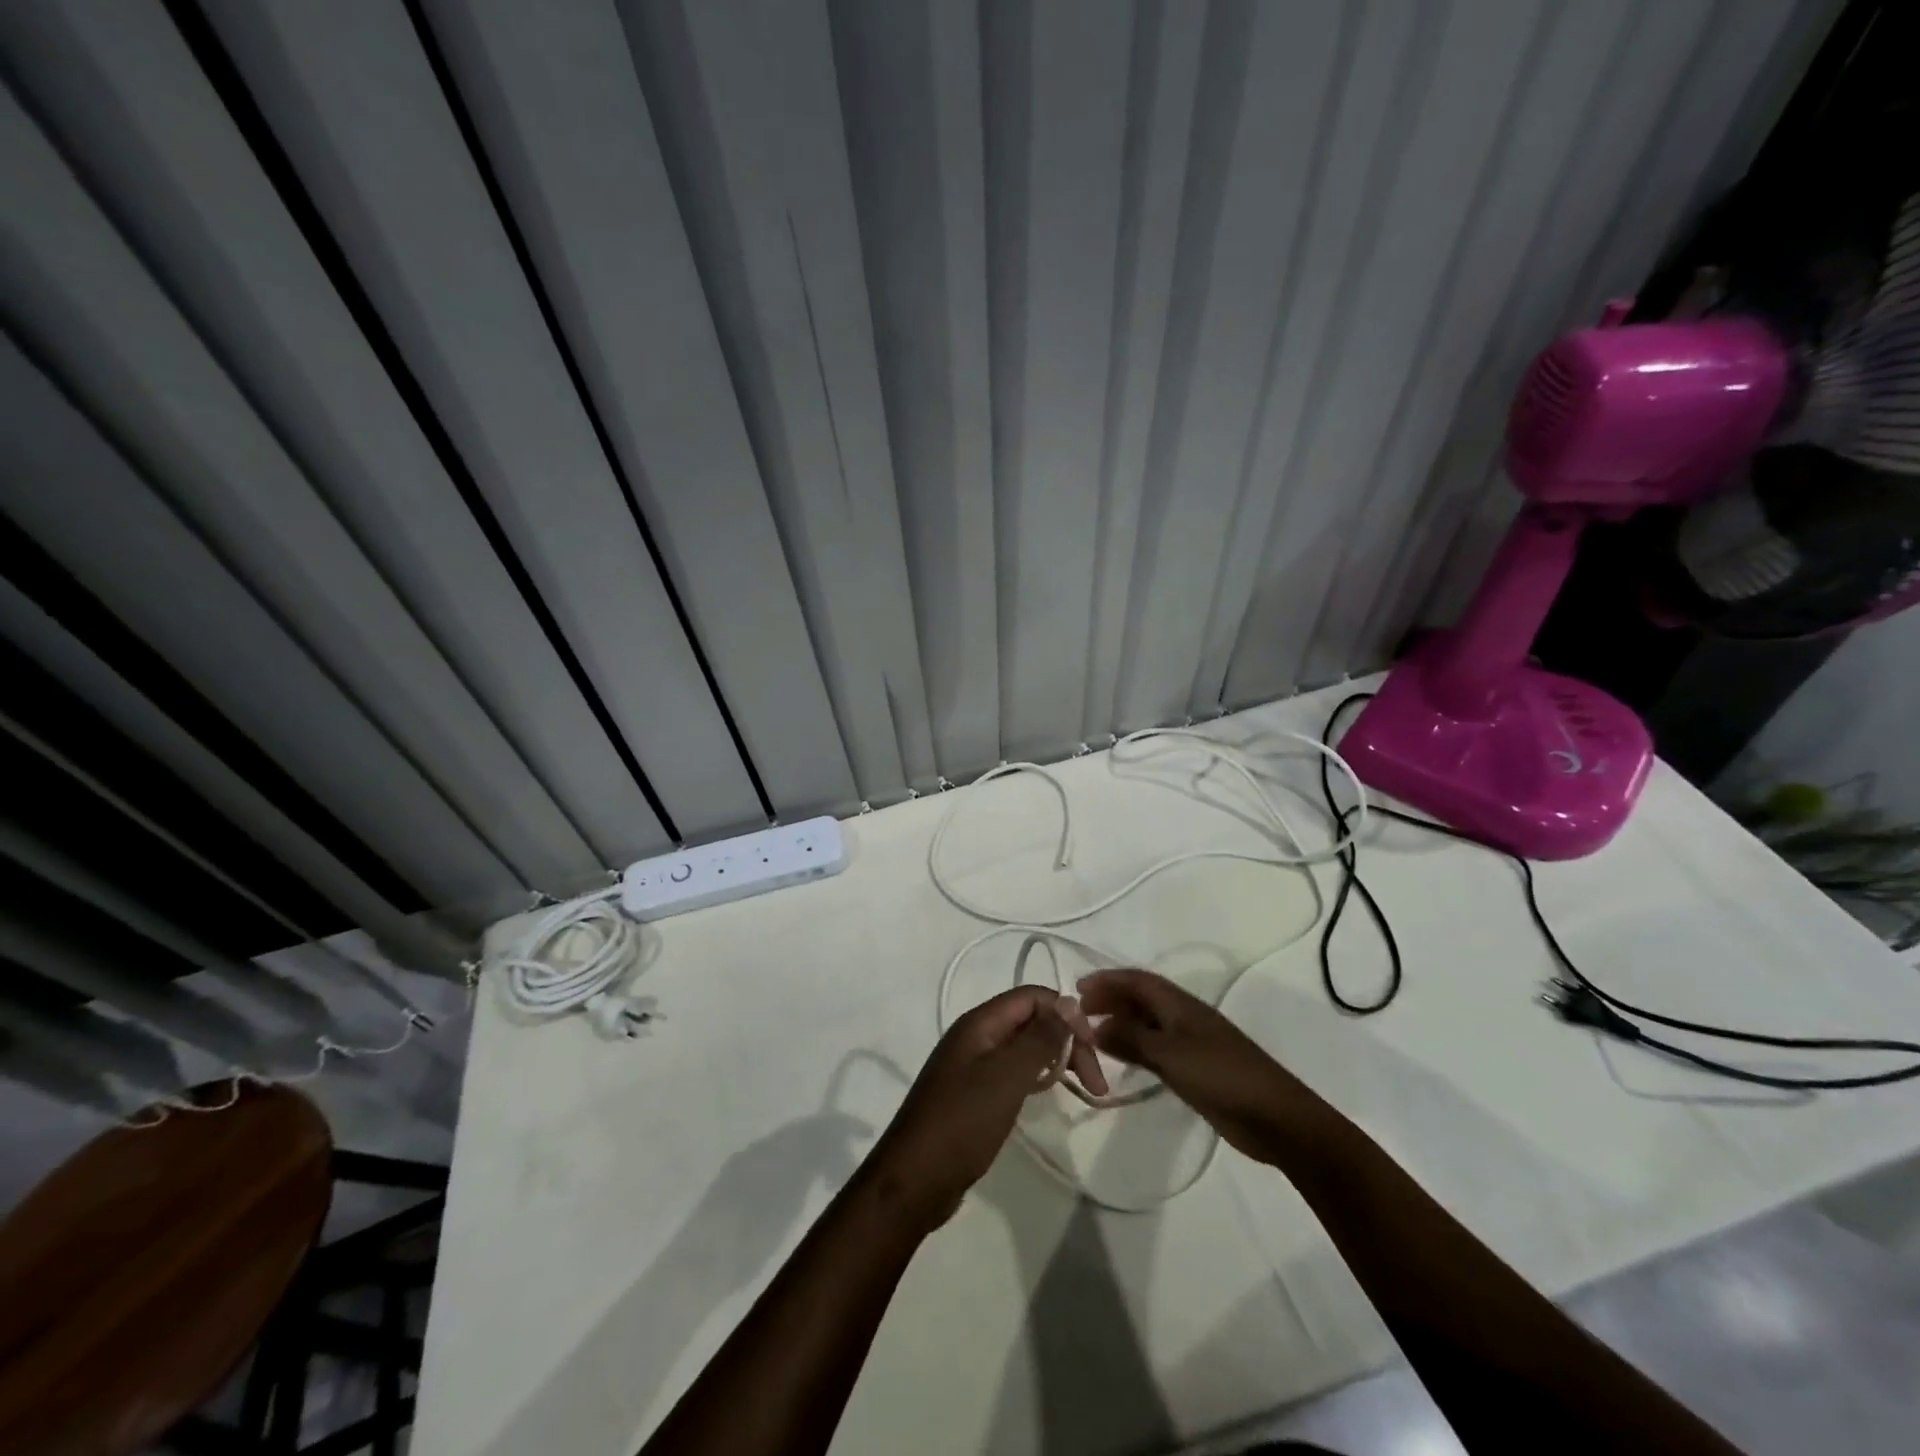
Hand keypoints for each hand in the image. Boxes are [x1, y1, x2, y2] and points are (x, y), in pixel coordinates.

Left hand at [865, 987, 1103, 1232]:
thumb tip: (1068, 1002)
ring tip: (1082, 1087)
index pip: (1033, 997)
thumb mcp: (1007, 1077)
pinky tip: (1047, 1094)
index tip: (1095, 1051)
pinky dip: (1035, 1077)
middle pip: (1030, 1019)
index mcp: (979, 1023)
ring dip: (1054, 1059)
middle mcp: (974, 1035)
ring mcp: (971, 1064)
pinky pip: (1011, 1071)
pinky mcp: (972, 1092)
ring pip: (1023, 1046)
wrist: (914, 1180)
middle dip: (1066, 1040)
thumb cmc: (962, 1122)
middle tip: (1096, 1082)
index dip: (1067, 1014)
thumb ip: (1039, 1038)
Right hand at [1077, 969, 1297, 1161]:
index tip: (1078, 989)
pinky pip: (1157, 1048)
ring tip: (1094, 1035)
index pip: (1137, 980)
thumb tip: (1095, 1026)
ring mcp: (1192, 1043)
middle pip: (1142, 998)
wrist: (1274, 1117)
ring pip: (1148, 1023)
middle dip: (1111, 999)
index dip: (1108, 980)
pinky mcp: (1196, 1068)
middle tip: (1081, 1014)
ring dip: (1122, 1023)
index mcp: (1180, 1004)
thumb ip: (1131, 1038)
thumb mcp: (1170, 1054)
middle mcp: (1184, 1017)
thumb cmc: (1220, 1075)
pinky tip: (1124, 1060)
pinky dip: (1136, 1047)